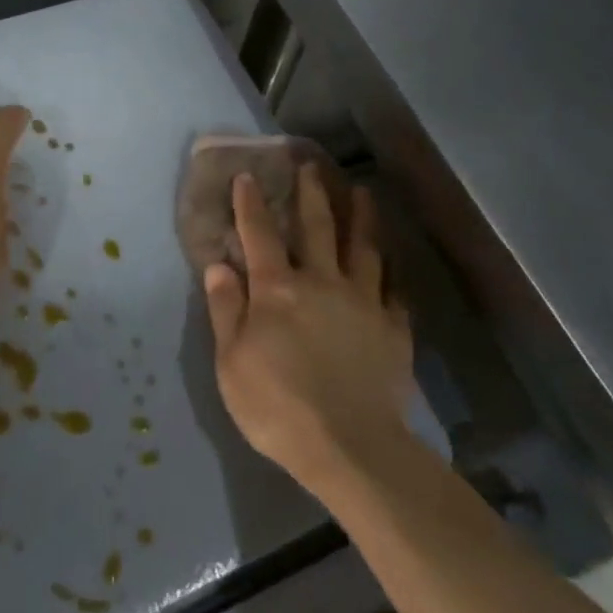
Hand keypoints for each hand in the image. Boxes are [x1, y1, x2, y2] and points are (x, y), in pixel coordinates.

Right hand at [204, 166, 413, 496]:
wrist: (350, 446)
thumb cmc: (277, 406)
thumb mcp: (231, 362)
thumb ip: (226, 309)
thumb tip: (219, 264)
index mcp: (278, 290)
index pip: (260, 235)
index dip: (251, 204)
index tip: (248, 177)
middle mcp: (322, 283)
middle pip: (318, 228)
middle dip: (312, 194)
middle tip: (313, 165)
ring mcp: (364, 302)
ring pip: (364, 248)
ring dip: (362, 217)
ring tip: (363, 193)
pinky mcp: (393, 328)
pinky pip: (394, 289)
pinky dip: (392, 270)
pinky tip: (393, 261)